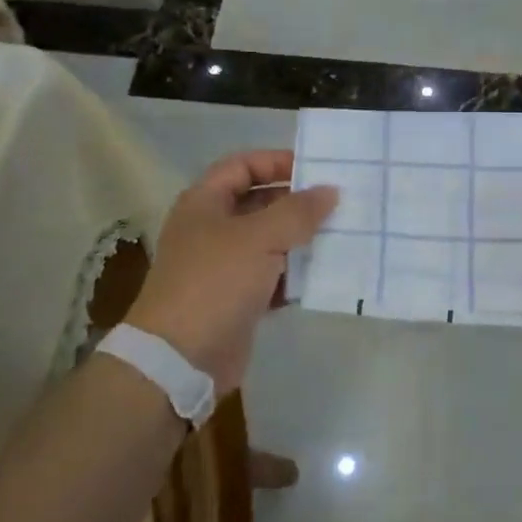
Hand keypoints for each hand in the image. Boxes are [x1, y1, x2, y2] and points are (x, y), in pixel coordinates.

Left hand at [125, 150, 337, 393]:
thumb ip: (298, 211)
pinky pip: (272, 277)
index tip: (316, 170)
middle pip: (259, 203)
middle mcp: (211, 229)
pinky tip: (325, 275)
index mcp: (205, 202)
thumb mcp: (260, 237)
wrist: (179, 359)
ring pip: (269, 241)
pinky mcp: (236, 299)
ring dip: (301, 240)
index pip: (243, 165)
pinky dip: (295, 275)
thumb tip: (330, 191)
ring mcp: (223, 266)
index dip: (276, 162)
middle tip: (338, 203)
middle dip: (296, 203)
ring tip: (341, 235)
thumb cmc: (215, 282)